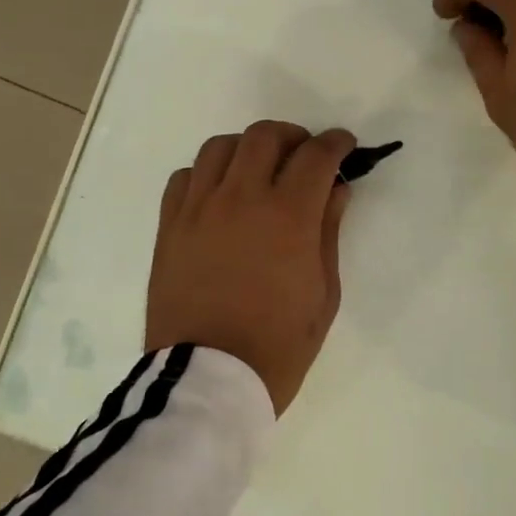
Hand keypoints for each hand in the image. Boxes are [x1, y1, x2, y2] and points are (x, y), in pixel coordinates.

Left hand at [146, 121, 355, 415]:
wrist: (208, 380)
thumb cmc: (279, 344)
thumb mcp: (324, 292)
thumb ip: (329, 231)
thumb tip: (336, 189)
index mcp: (288, 215)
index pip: (316, 155)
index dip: (336, 143)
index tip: (345, 146)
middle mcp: (242, 198)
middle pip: (266, 135)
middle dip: (293, 136)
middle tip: (304, 156)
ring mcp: (199, 209)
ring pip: (221, 146)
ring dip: (248, 148)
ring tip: (260, 169)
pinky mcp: (170, 226)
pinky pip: (186, 176)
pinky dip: (208, 174)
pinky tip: (220, 194)